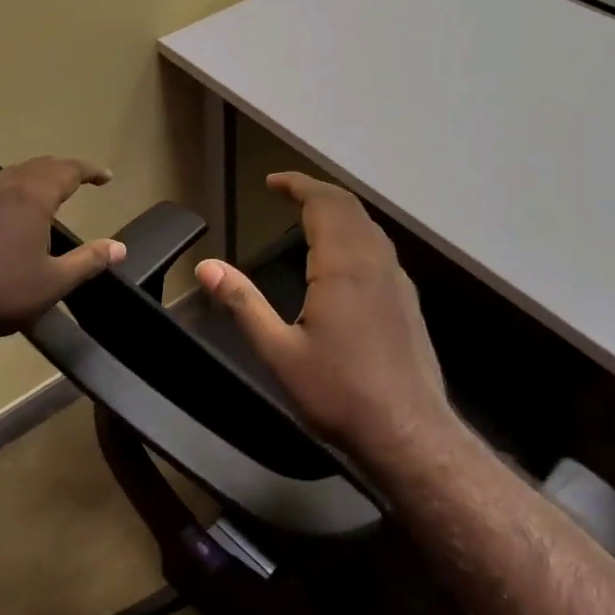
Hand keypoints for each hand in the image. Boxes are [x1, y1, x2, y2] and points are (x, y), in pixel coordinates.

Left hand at [0, 156, 126, 340]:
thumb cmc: (2, 291)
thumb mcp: (54, 281)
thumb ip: (89, 260)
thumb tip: (120, 247)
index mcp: (32, 197)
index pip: (68, 170)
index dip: (90, 171)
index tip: (106, 177)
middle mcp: (4, 187)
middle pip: (39, 166)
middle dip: (63, 169)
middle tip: (80, 178)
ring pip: (11, 174)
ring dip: (34, 176)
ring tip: (47, 189)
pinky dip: (7, 190)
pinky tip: (2, 205)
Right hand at [194, 173, 459, 457]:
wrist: (409, 432)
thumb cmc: (339, 393)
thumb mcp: (278, 352)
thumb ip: (242, 303)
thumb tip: (205, 266)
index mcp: (343, 266)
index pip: (323, 203)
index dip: (297, 185)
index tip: (272, 182)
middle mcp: (374, 261)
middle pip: (349, 207)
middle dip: (316, 191)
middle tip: (286, 192)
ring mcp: (396, 279)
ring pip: (368, 226)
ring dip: (338, 210)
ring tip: (309, 215)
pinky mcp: (407, 299)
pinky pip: (379, 247)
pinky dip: (355, 232)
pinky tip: (342, 258)